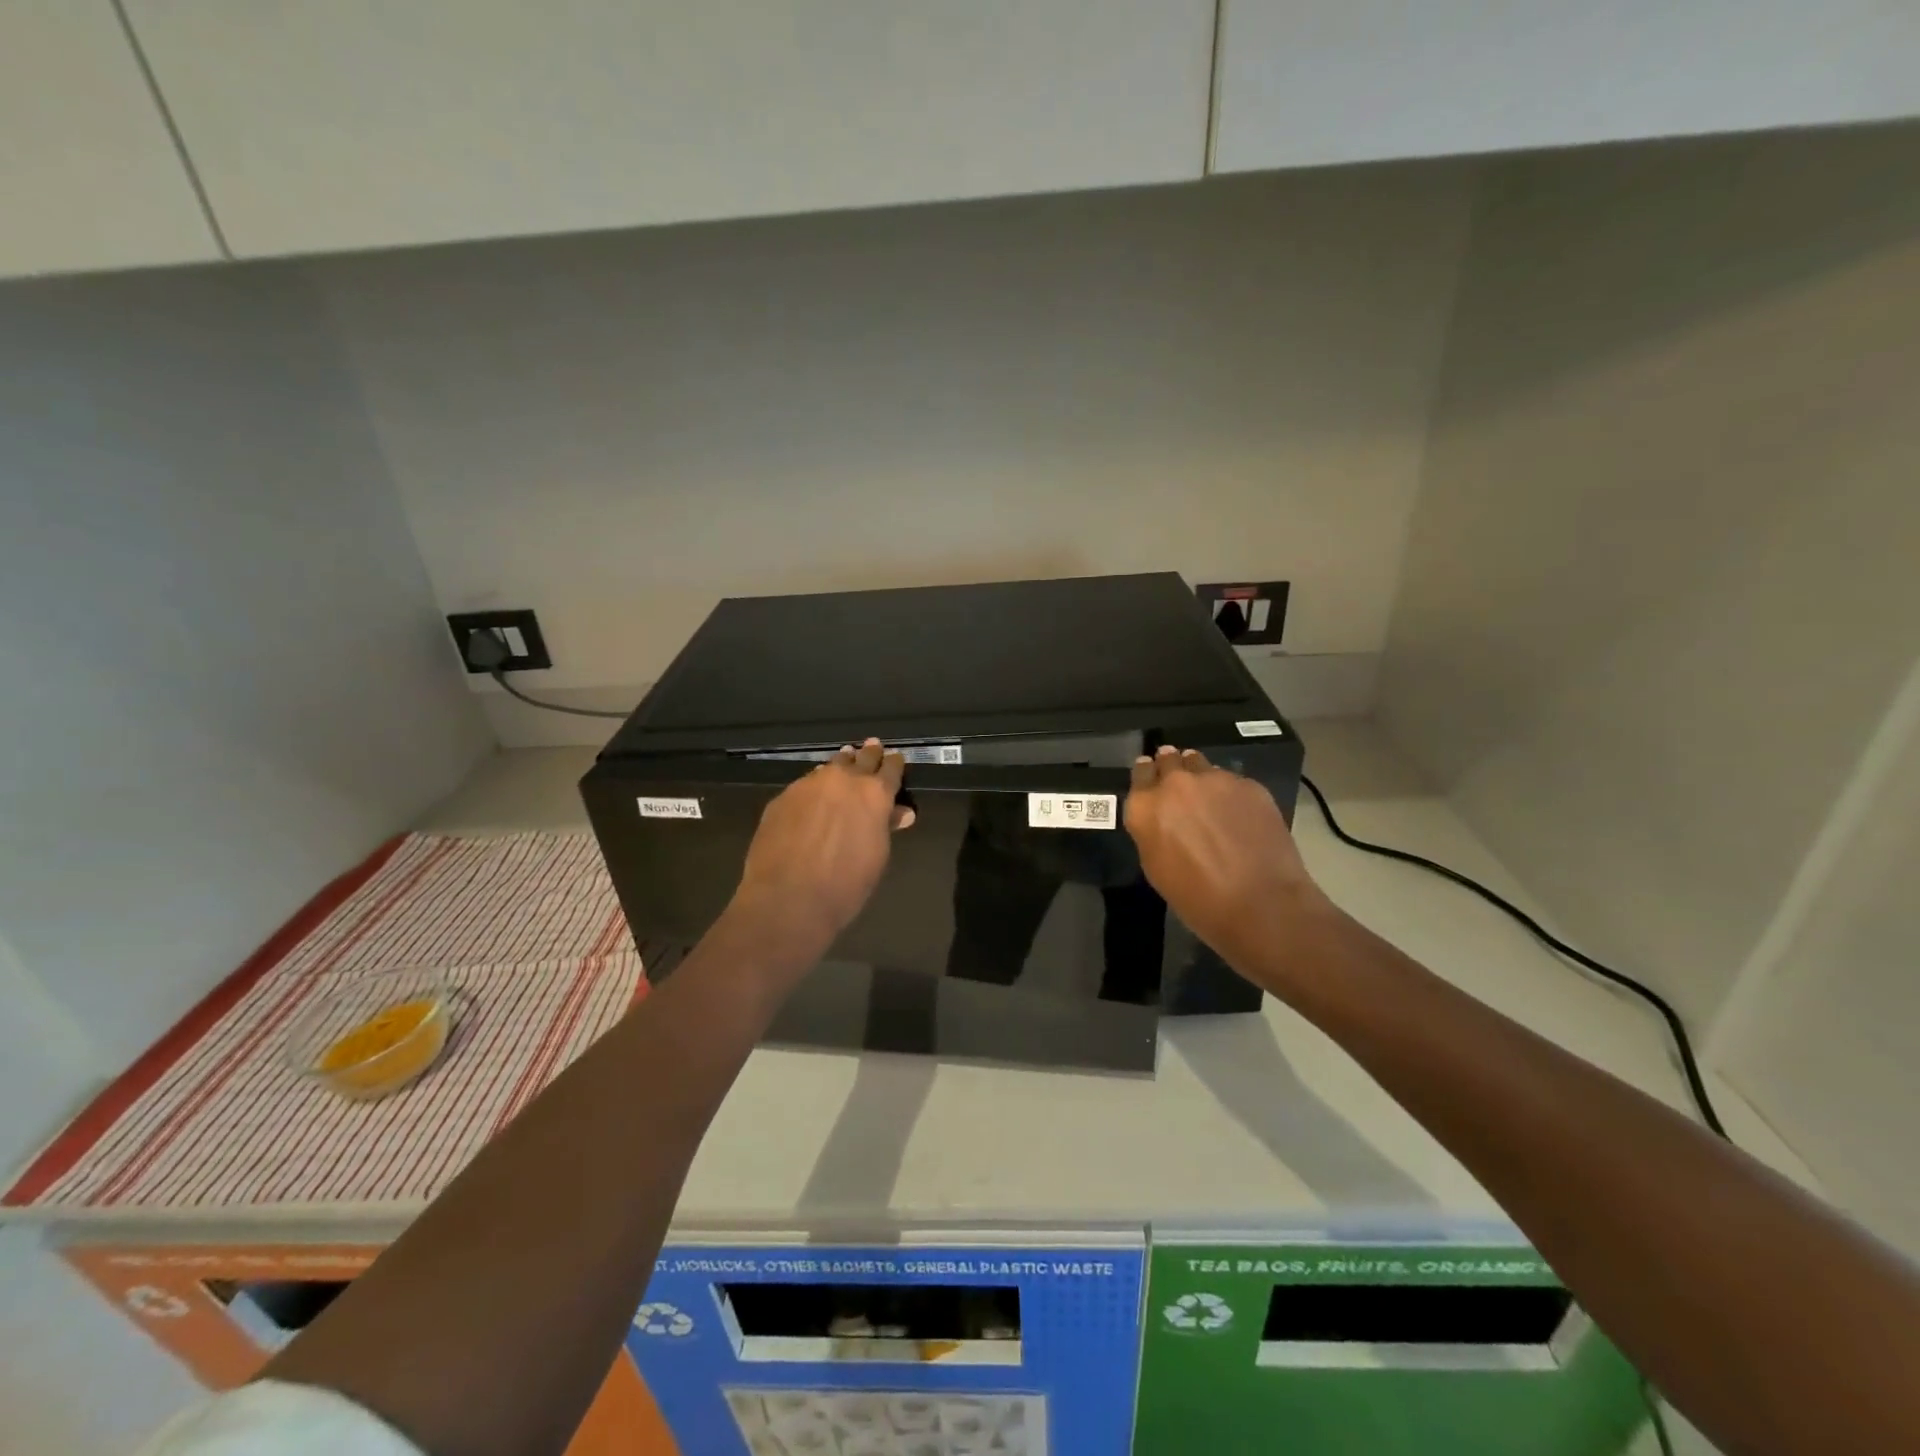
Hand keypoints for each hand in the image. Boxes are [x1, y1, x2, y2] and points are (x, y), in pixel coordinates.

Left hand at [729, 738, 909, 956]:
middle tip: (873, 747)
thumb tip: (900, 813)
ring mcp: (809, 785)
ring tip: (844, 761)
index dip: (894, 764)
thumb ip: (885, 827)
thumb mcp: (876, 857)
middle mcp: (843, 780)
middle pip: (860, 758)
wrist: (788, 898)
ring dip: (840, 765)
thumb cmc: (845, 885)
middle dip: (869, 754)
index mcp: (874, 794)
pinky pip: (805, 785)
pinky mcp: (782, 797)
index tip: (895, 759)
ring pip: (830, 767)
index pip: (890, 768)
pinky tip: (813, 796)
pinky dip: (814, 786)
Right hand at [1124, 744, 1334, 970]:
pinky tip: (1240, 815)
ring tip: (1210, 797)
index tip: (1151, 777)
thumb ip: (1151, 830)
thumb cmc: (1198, 898)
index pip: (1140, 771)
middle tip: (1180, 786)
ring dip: (1200, 776)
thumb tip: (1161, 817)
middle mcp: (1176, 784)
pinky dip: (1230, 792)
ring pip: (1201, 764)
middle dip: (1171, 768)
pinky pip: (1232, 781)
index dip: (1146, 773)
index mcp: (1146, 806)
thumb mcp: (1155, 867)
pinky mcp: (1249, 785)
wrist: (1261, 904)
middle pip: (1169, 759)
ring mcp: (1215, 780)